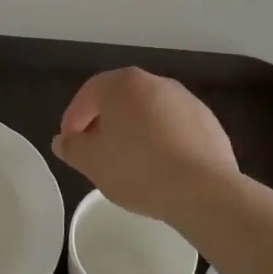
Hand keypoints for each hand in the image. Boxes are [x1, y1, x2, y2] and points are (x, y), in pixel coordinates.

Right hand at [52, 68, 239, 224]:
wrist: (204, 191)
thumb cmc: (138, 169)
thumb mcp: (91, 162)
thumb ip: (72, 147)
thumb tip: (64, 140)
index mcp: (123, 84)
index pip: (87, 95)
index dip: (73, 120)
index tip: (71, 144)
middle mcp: (155, 82)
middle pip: (119, 99)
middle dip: (104, 123)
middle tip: (96, 151)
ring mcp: (186, 100)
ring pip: (148, 112)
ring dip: (134, 131)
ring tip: (129, 162)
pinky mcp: (208, 122)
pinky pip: (173, 127)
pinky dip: (161, 140)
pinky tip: (160, 167)